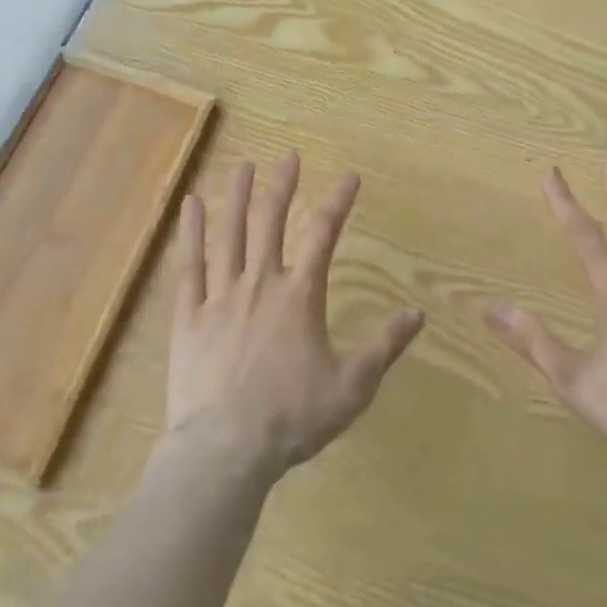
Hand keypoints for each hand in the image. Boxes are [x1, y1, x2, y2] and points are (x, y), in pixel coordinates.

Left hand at [165, 153, 424, 484]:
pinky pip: (189, 264)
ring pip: (229, 232)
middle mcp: (260, 282)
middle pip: (271, 220)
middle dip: (282, 185)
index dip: (339, 200)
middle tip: (288, 155)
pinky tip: (190, 205)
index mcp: (300, 294)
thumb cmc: (292, 418)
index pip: (324, 233)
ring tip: (241, 165)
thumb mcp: (351, 388)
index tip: (350, 175)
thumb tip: (417, 314)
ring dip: (236, 195)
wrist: (225, 451)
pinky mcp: (189, 315)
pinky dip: (190, 232)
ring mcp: (221, 295)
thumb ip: (384, 347)